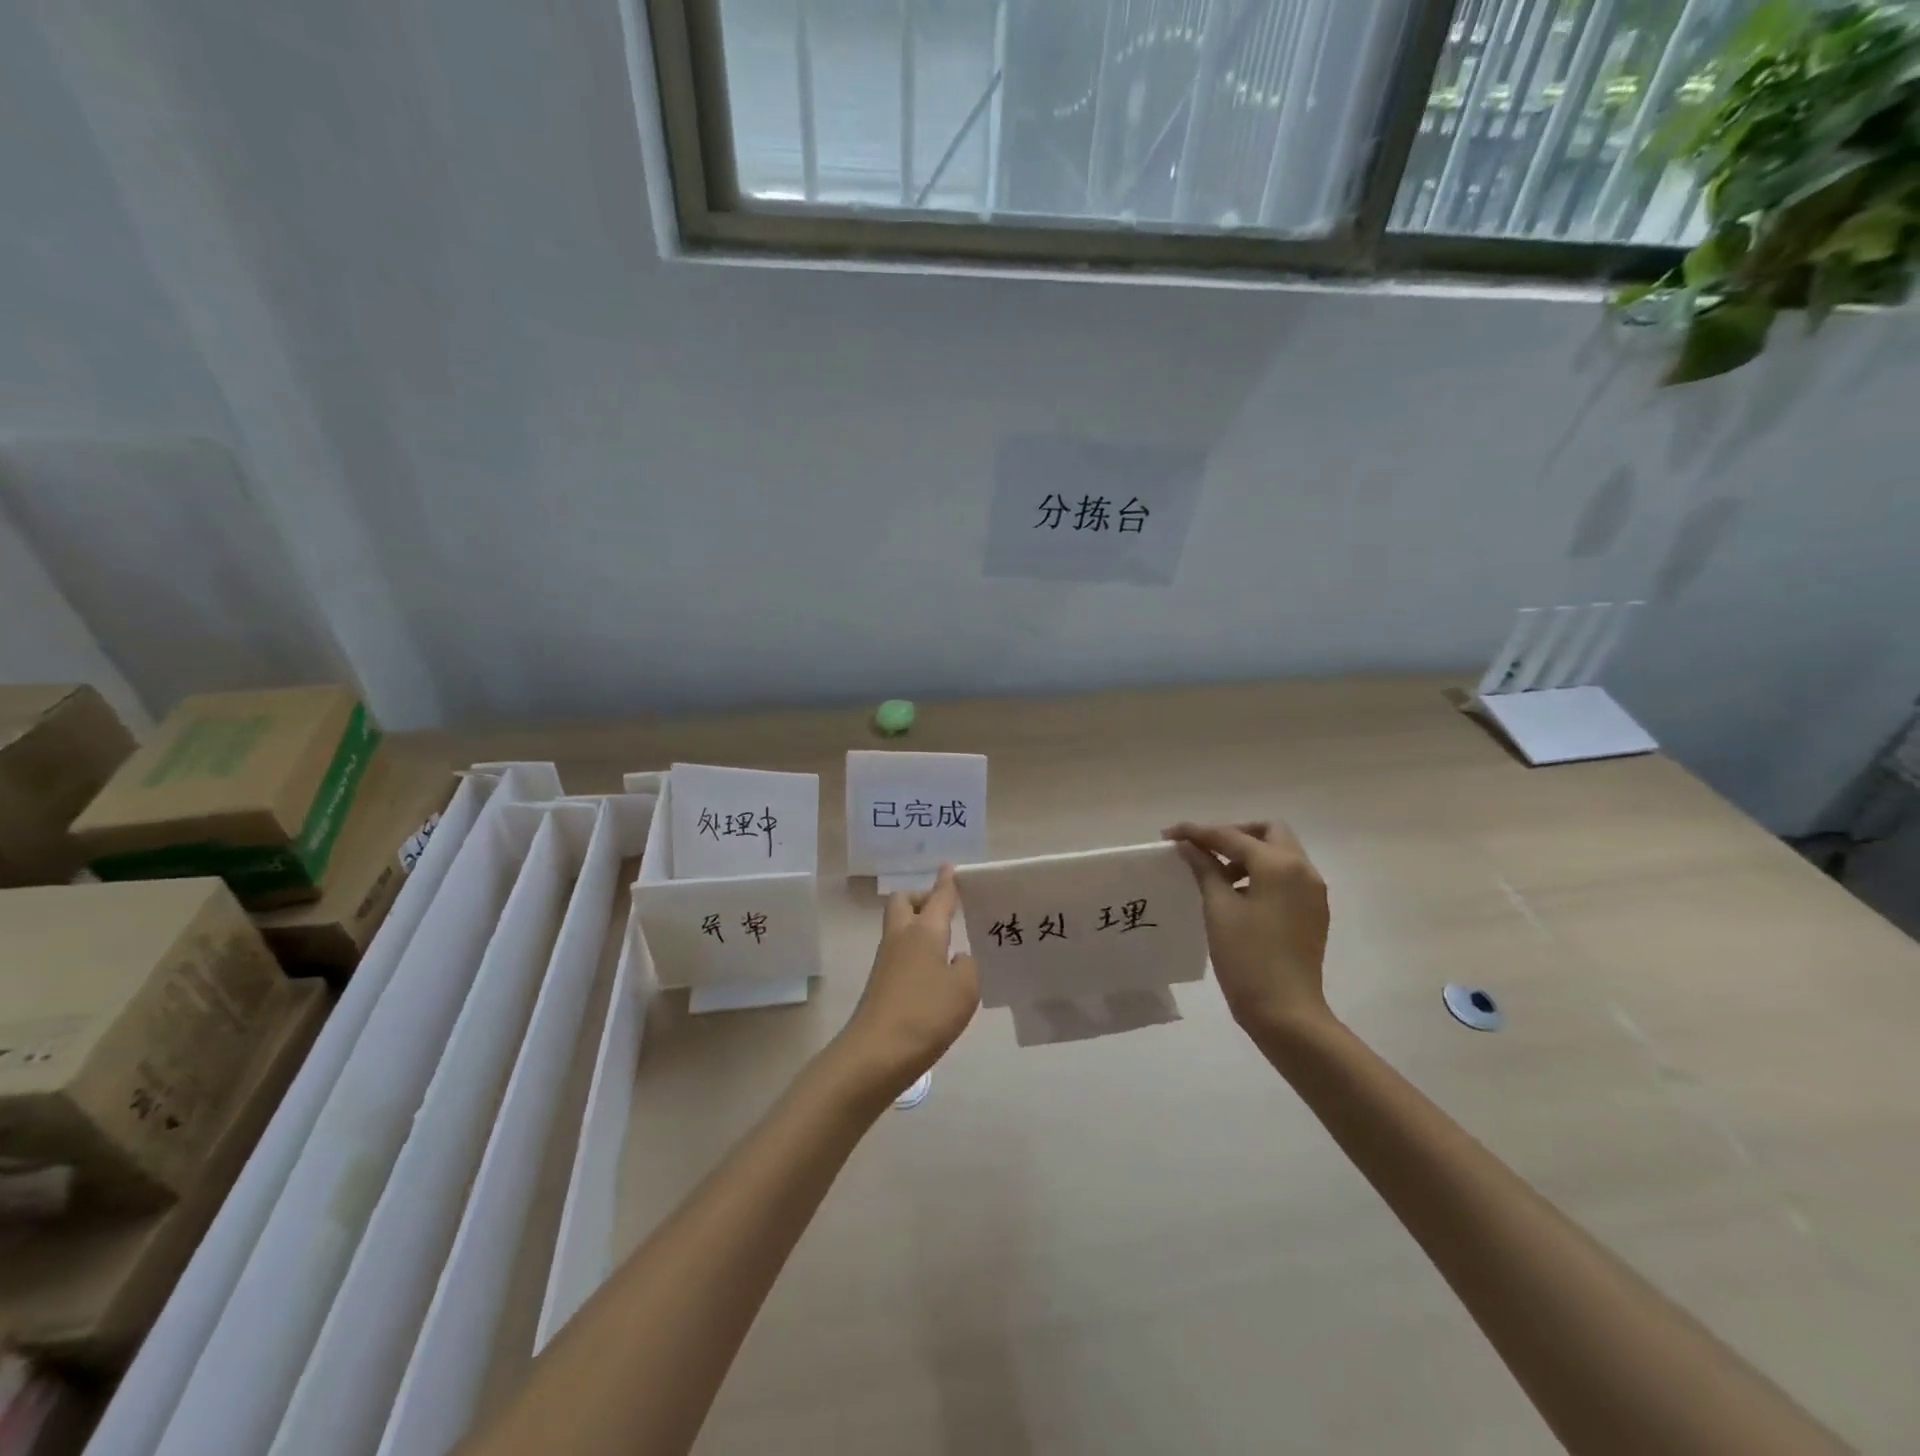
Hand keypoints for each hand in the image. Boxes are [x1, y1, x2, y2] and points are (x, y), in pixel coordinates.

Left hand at [836, 865, 979, 1096]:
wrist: (875, 1054)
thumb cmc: (925, 1014)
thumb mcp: (965, 989)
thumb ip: (969, 966)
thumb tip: (959, 957)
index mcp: (924, 930)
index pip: (938, 896)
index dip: (947, 882)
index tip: (951, 867)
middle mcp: (901, 937)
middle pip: (904, 902)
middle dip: (922, 899)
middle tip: (946, 912)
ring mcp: (886, 960)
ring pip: (900, 927)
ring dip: (919, 927)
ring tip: (949, 944)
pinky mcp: (881, 984)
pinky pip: (900, 952)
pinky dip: (917, 952)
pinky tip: (936, 975)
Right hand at [1163, 821, 1332, 1038]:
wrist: (1286, 1012)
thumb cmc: (1247, 958)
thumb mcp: (1219, 908)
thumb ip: (1204, 869)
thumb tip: (1187, 846)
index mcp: (1279, 865)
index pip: (1232, 836)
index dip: (1198, 833)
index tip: (1168, 834)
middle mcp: (1303, 870)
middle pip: (1268, 833)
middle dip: (1234, 834)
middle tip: (1204, 850)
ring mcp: (1312, 892)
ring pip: (1280, 854)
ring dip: (1248, 855)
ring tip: (1216, 875)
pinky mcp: (1313, 911)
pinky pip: (1286, 877)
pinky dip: (1262, 874)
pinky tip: (1238, 894)